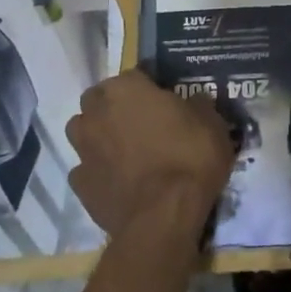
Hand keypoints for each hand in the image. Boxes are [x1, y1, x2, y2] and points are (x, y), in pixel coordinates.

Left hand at [66, 71, 233, 245]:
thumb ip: (197, 105)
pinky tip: (117, 180)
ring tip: (123, 149)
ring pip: (83, 130)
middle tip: (141, 121)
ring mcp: (83, 148)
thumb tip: (194, 101)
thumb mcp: (211, 123)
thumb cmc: (189, 158)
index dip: (149, 87)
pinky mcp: (79, 183)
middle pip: (99, 99)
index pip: (134, 75)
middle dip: (114, 106)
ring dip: (98, 134)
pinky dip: (98, 170)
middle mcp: (97, 112)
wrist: (163, 216)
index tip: (164, 100)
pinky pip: (86, 168)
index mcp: (126, 89)